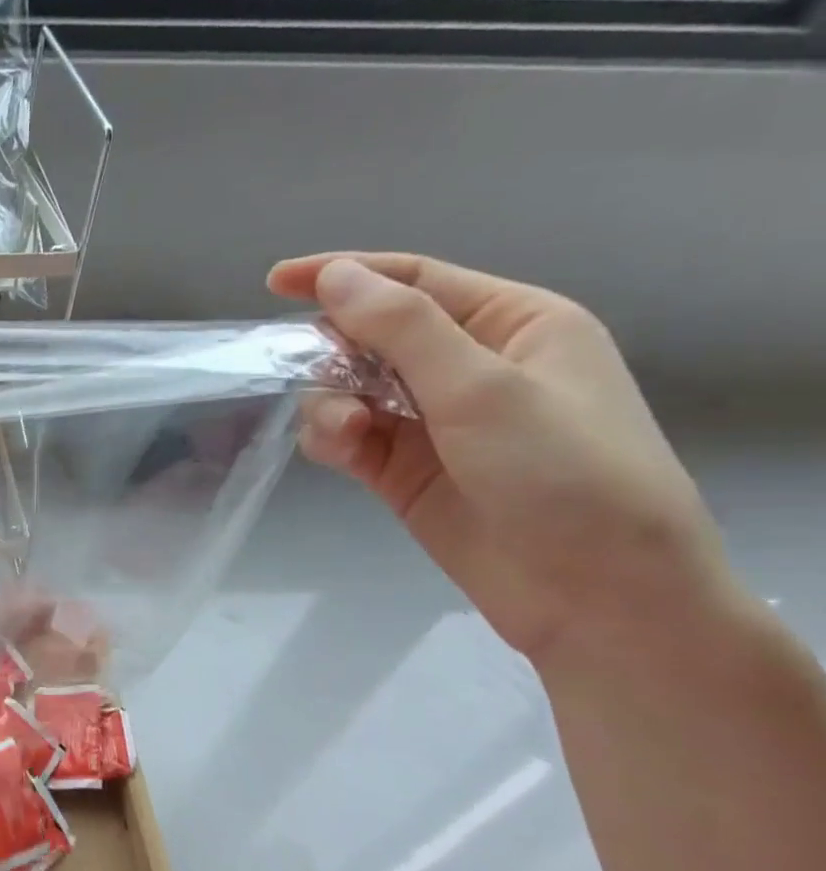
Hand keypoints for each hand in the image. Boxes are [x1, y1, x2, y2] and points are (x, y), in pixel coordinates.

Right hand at [267, 252, 734, 668]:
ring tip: (346, 434)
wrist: (594, 596)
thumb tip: (336, 276)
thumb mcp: (483, 389)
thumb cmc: (563, 474)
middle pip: (372, 336)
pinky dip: (332, 438)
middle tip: (319, 376)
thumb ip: (402, 328)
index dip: (344, 275)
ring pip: (349, 389)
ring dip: (331, 403)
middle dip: (336, 353)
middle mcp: (470, 366)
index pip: (414, 281)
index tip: (275, 282)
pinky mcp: (403, 468)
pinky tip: (340, 453)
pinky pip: (346, 435)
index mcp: (513, 325)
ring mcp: (433, 421)